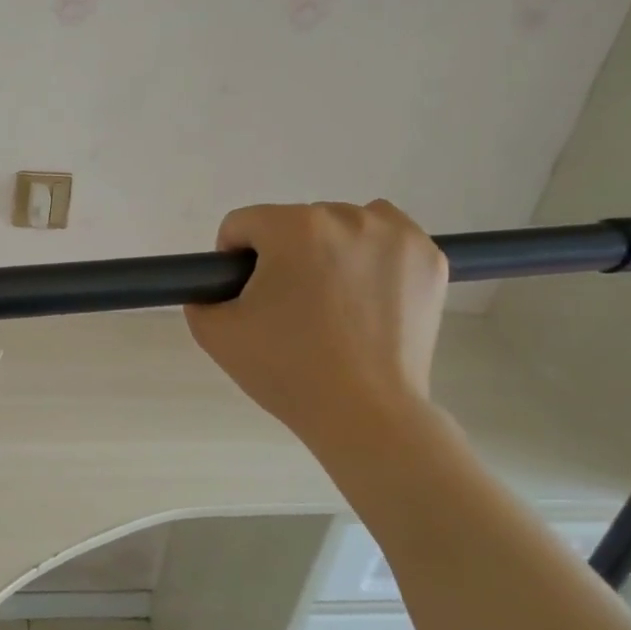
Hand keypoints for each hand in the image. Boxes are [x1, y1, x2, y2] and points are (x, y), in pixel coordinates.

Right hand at [185, 201, 447, 458]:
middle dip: (283, 258)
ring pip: (342, 226)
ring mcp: (397, 235)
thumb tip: (215, 287)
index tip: (244, 297)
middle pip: (294, 224)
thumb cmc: (286, 371)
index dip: (231, 260)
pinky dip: (370, 258)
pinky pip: (387, 238)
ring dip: (327, 252)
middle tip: (287, 311)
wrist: (365, 412)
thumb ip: (200, 297)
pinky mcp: (430, 258)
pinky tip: (364, 297)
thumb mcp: (214, 334)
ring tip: (329, 304)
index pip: (242, 224)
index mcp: (294, 229)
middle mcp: (348, 217)